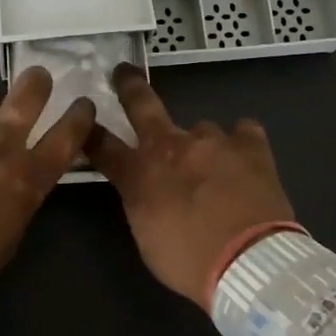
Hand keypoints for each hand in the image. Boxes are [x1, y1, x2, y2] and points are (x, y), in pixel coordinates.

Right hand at [86, 65, 296, 306]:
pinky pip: (243, 132)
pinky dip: (241, 142)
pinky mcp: (251, 146)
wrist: (250, 263)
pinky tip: (245, 157)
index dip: (90, 134)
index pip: (103, 147)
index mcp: (140, 173)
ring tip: (215, 167)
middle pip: (143, 106)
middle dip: (129, 86)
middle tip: (124, 72)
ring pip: (201, 128)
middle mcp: (173, 146)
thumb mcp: (147, 237)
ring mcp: (213, 141)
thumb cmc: (190, 261)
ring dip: (202, 144)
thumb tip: (144, 189)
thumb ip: (142, 203)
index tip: (84, 121)